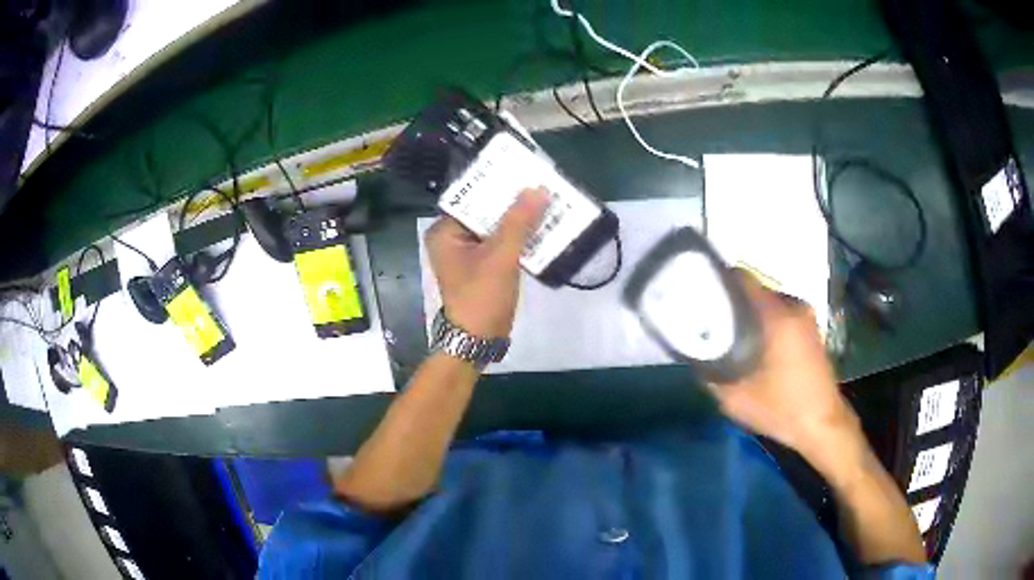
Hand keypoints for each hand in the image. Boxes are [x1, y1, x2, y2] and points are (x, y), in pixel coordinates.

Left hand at [425, 188, 548, 337]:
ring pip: (497, 228)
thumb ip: (519, 222)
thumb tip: (538, 189)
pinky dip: (520, 238)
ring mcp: (468, 253)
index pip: (472, 198)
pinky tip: (543, 228)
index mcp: (445, 232)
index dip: (498, 186)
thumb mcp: (501, 257)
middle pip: (486, 212)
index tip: (524, 172)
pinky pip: (502, 244)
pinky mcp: (483, 266)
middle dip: (514, 203)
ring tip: (548, 202)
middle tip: (542, 185)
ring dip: (520, 220)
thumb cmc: (481, 297)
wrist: (479, 340)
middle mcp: (453, 238)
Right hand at [710, 272, 864, 462]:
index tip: (703, 294)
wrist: (823, 424)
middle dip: (734, 302)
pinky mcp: (812, 330)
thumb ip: (712, 376)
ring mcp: (807, 318)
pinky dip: (768, 323)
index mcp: (777, 316)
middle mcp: (794, 308)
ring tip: (733, 334)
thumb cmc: (782, 409)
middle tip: (714, 321)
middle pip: (756, 290)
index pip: (743, 279)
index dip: (720, 282)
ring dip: (752, 314)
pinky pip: (783, 314)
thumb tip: (696, 357)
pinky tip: (757, 345)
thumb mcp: (736, 400)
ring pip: (770, 303)